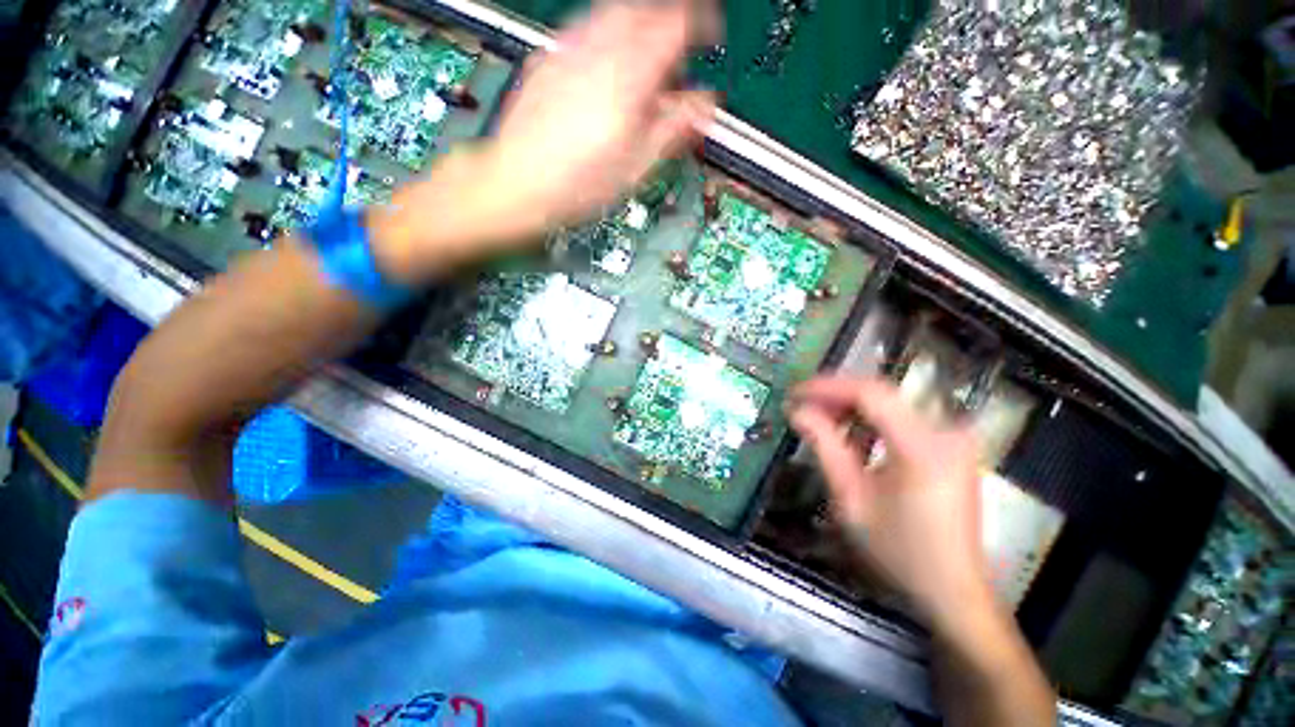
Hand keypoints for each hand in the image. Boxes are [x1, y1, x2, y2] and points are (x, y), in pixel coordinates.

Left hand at [372, 0, 716, 280]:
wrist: (517, 184)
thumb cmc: (576, 187)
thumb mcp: (635, 168)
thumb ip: (673, 130)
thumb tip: (705, 106)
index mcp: (627, 79)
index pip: (675, 25)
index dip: (699, 26)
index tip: (707, 38)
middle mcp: (598, 51)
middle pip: (645, 9)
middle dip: (668, 26)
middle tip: (674, 61)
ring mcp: (568, 50)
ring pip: (614, 12)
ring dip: (639, 28)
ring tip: (642, 67)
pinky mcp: (548, 59)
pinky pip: (586, 28)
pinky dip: (608, 37)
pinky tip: (608, 70)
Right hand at [789, 376, 993, 631]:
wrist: (951, 589)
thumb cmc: (898, 550)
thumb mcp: (851, 497)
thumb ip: (824, 445)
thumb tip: (797, 410)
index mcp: (923, 445)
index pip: (869, 394)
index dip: (827, 387)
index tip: (795, 392)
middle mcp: (945, 432)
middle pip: (881, 394)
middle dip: (835, 396)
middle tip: (801, 405)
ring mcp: (952, 438)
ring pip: (890, 404)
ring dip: (850, 408)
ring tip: (817, 418)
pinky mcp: (950, 447)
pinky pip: (902, 420)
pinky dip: (870, 421)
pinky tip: (848, 434)